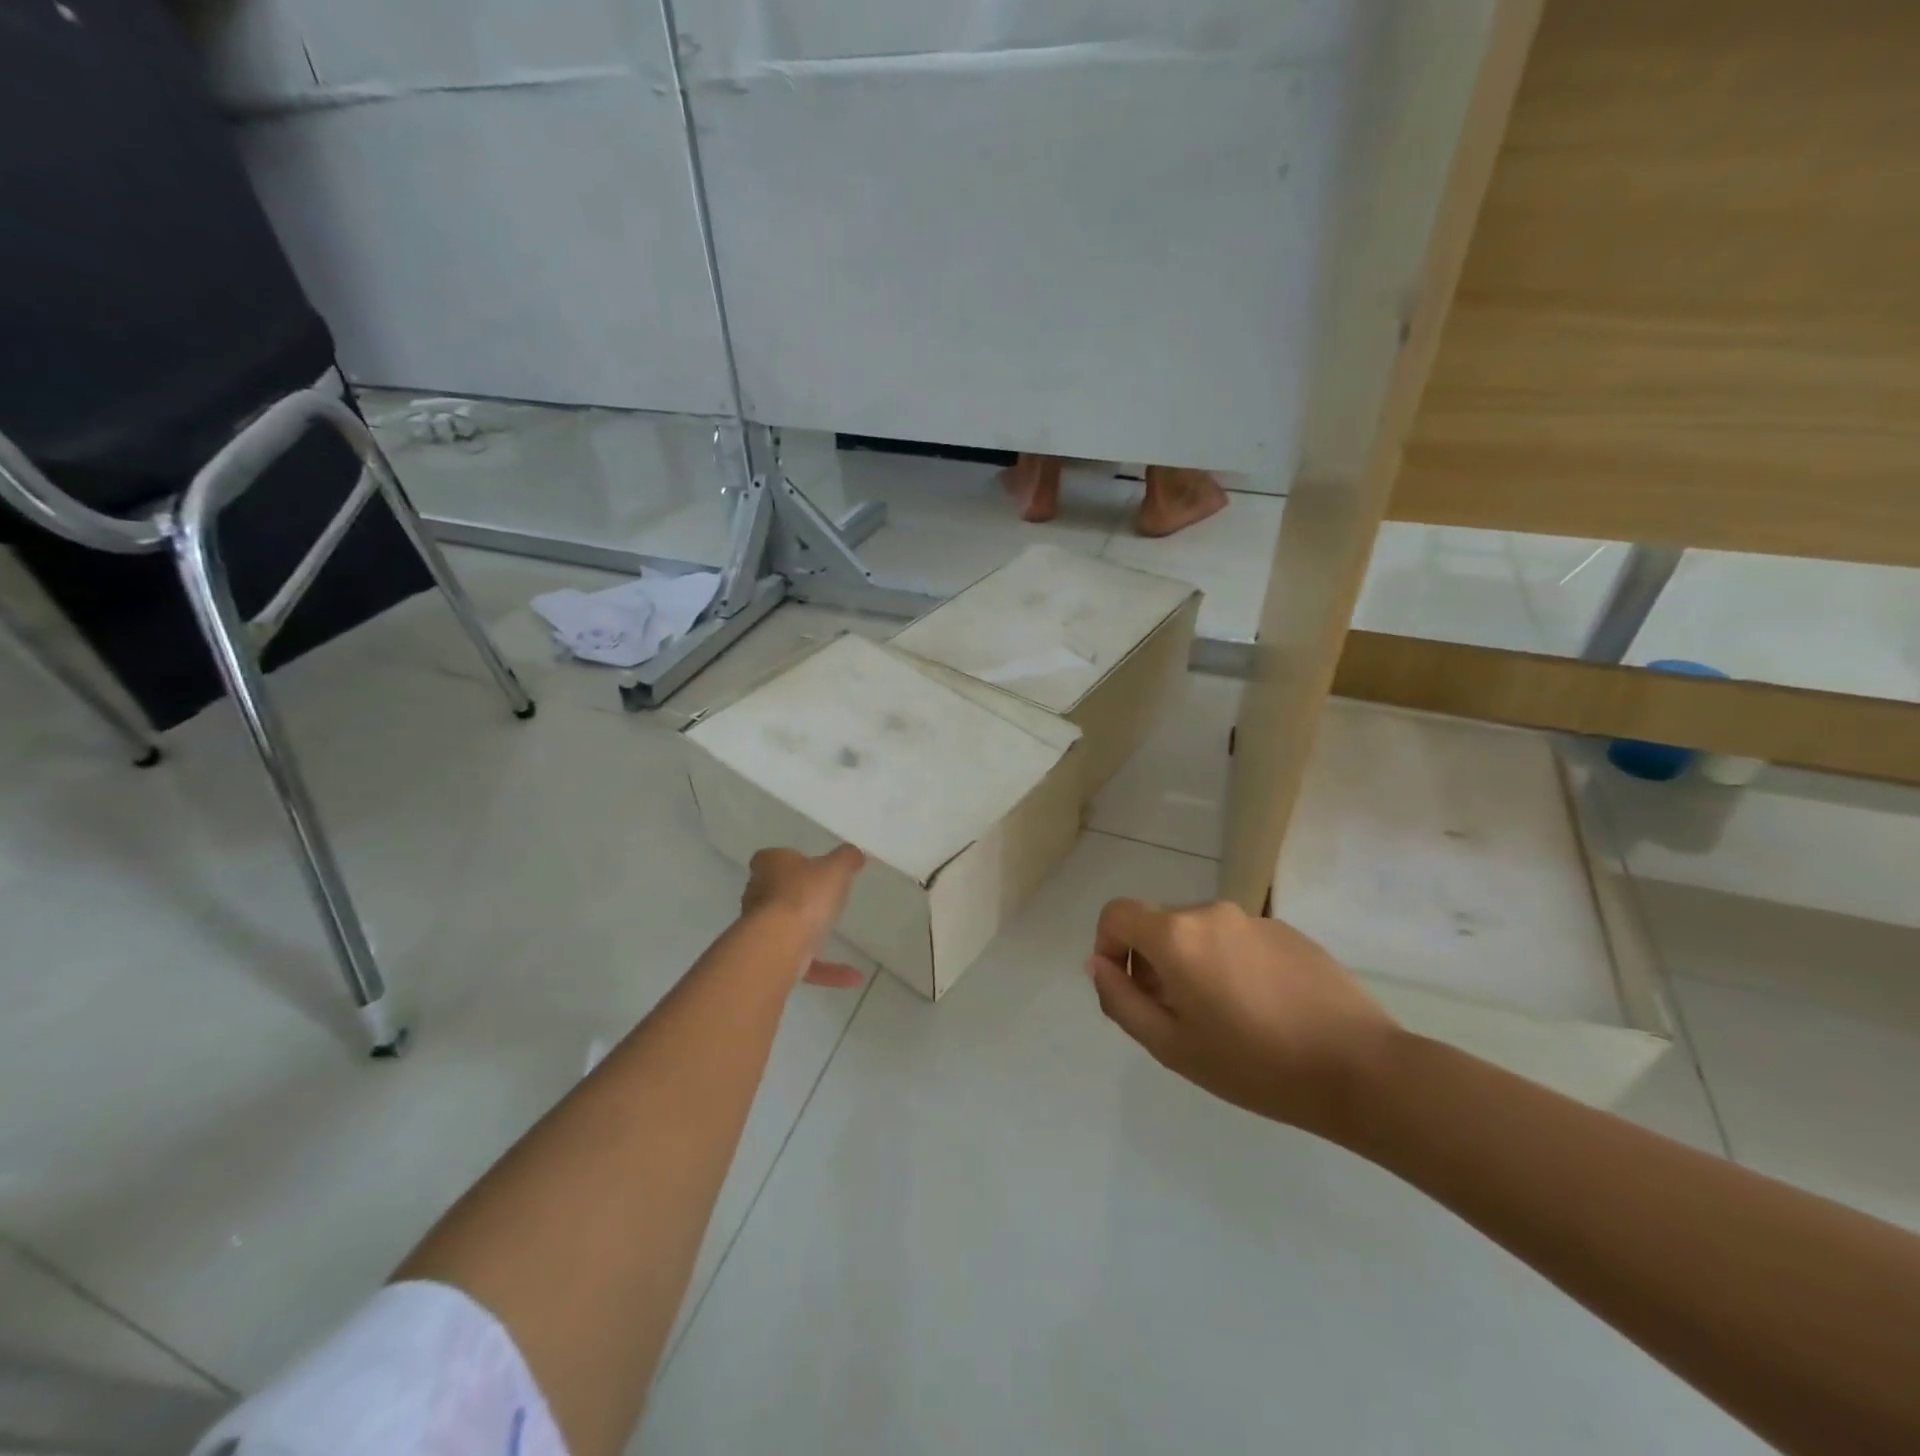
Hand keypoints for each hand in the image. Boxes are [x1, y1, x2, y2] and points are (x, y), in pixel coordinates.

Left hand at [741, 845, 866, 987]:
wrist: (778, 946)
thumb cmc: (804, 896)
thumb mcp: (835, 868)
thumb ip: (846, 858)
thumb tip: (854, 854)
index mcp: (769, 865)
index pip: (772, 857)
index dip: (790, 860)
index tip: (810, 867)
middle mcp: (758, 894)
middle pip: (776, 891)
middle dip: (796, 895)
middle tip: (823, 896)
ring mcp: (761, 929)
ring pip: (785, 927)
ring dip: (809, 932)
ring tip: (836, 934)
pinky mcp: (771, 959)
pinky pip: (802, 962)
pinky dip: (826, 969)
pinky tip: (853, 976)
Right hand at [1087, 899, 1397, 1140]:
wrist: (1360, 1069)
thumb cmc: (1255, 1065)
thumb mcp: (1171, 1046)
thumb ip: (1121, 1001)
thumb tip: (1097, 965)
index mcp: (1177, 935)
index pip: (1117, 914)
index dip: (1107, 946)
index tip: (1126, 989)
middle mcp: (1211, 912)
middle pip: (1158, 925)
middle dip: (1151, 963)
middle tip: (1176, 1017)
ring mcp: (1253, 919)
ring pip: (1199, 933)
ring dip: (1191, 964)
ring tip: (1223, 1018)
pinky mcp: (1288, 931)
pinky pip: (1238, 939)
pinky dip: (1230, 964)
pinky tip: (1261, 1010)